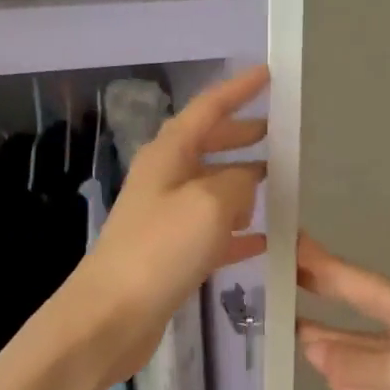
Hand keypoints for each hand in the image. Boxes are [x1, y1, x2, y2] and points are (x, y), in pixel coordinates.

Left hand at [69, 66, 268, 386]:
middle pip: (206, 146)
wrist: (112, 315)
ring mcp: (165, 219)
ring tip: (277, 183)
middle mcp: (163, 180)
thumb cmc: (160, 249)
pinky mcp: (170, 256)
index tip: (267, 74)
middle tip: (276, 132)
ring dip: (242, 183)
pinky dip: (239, 231)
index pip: (207, 109)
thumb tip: (247, 181)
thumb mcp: (210, 203)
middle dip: (239, 135)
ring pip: (211, 189)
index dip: (237, 90)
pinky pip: (212, 233)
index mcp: (168, 155)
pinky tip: (265, 240)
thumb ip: (238, 182)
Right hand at [296, 235, 389, 389]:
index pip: (348, 279)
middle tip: (275, 294)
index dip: (315, 262)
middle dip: (318, 302)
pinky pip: (380, 379)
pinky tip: (332, 381)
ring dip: (332, 345)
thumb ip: (352, 365)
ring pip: (365, 348)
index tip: (284, 244)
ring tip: (291, 337)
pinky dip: (356, 378)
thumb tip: (312, 352)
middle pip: (354, 311)